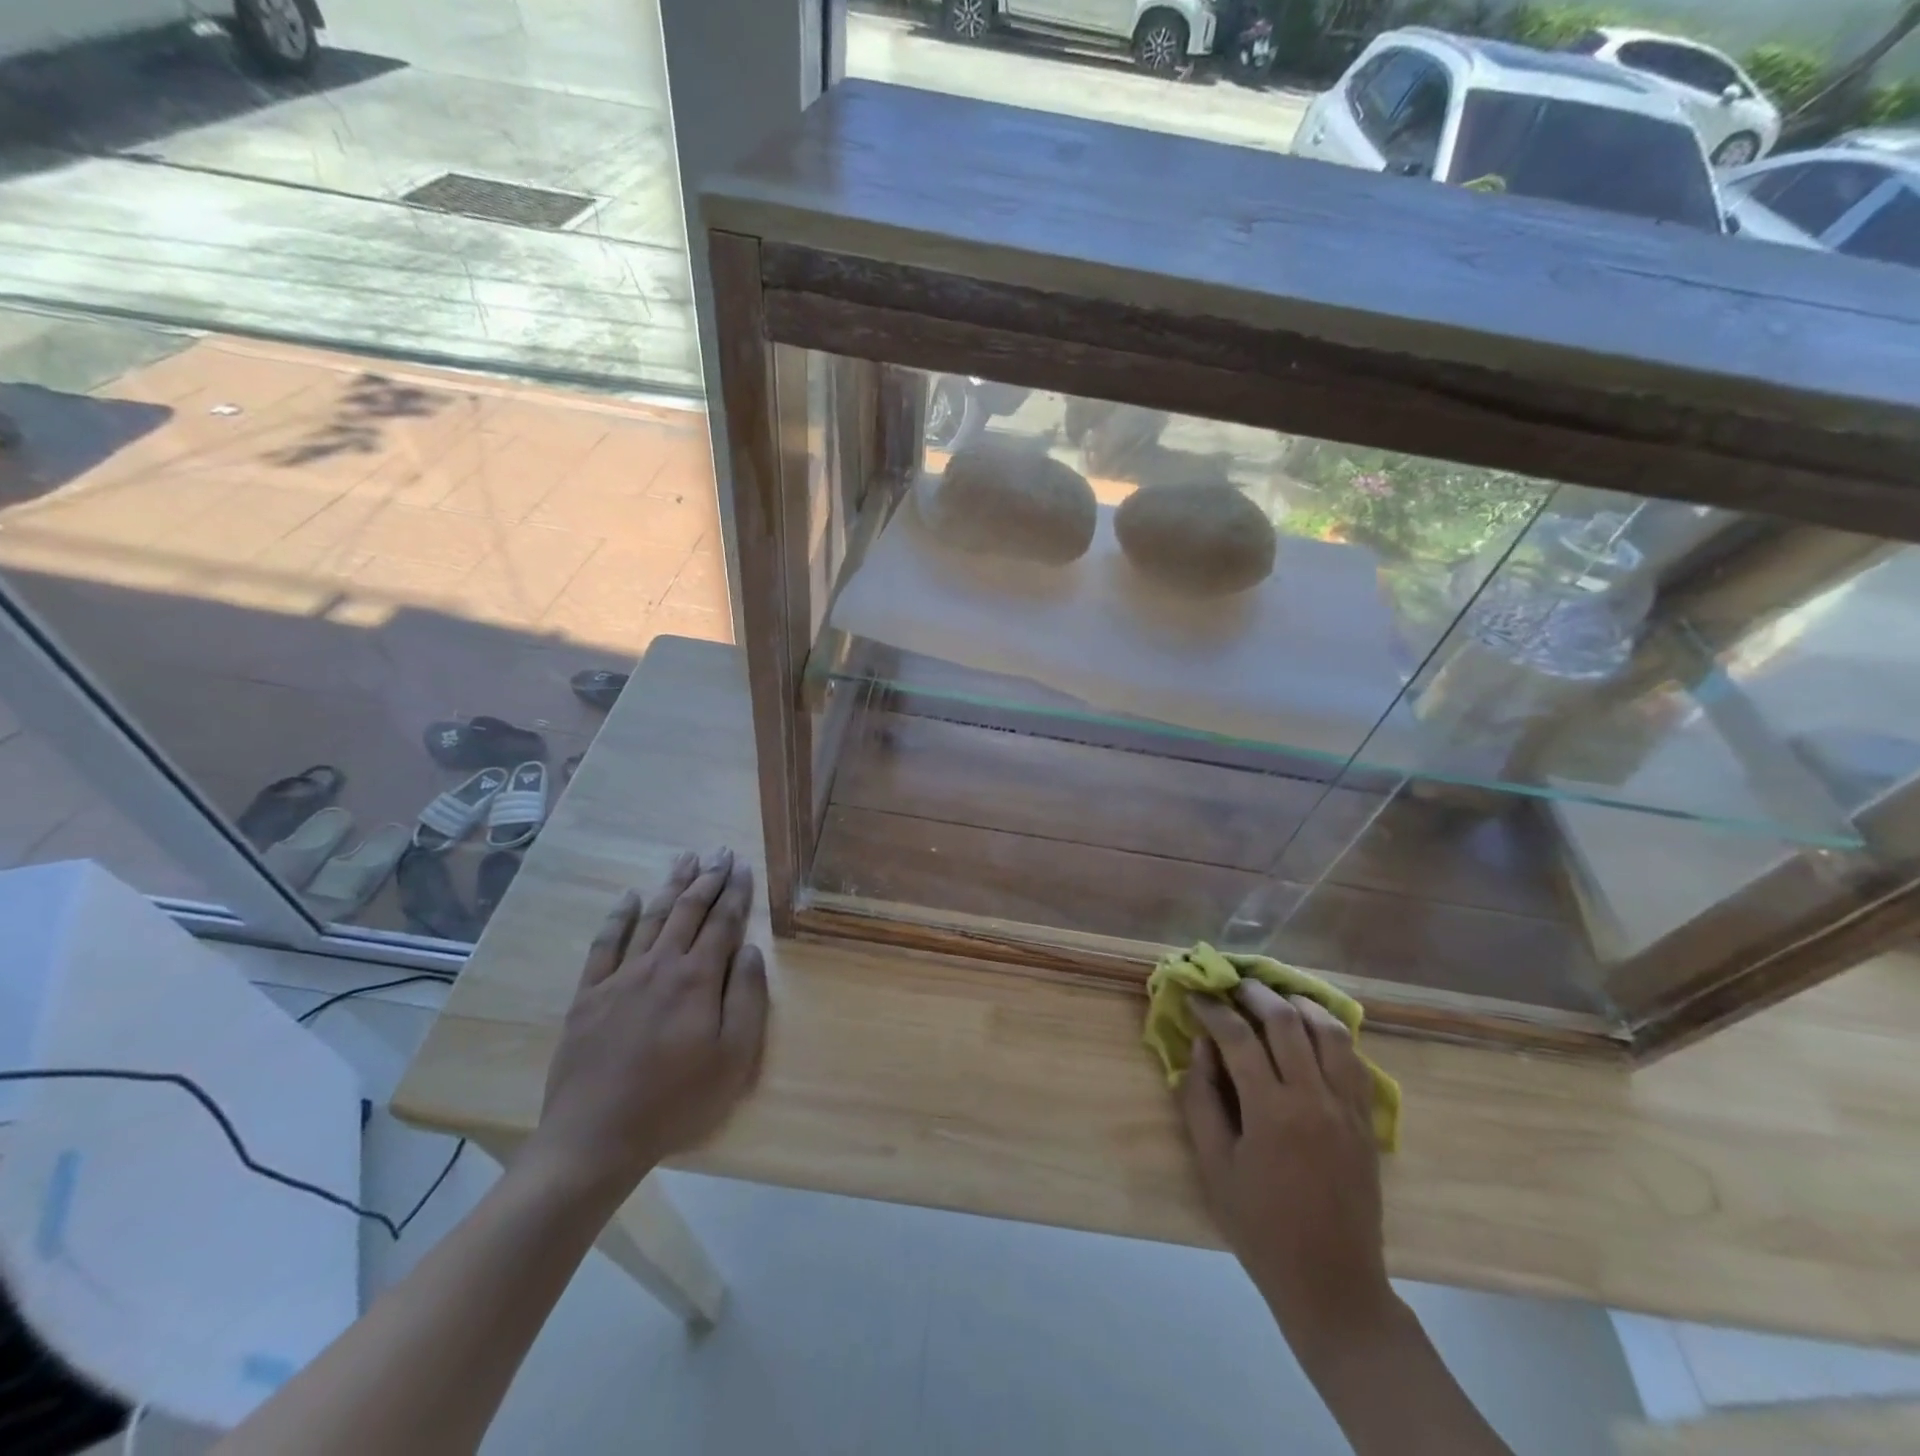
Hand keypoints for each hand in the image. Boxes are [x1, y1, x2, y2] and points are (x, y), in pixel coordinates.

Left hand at [523, 848, 768, 1207]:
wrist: (596, 1138)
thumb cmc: (676, 1101)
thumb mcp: (733, 1058)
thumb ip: (747, 998)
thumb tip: (751, 950)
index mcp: (697, 979)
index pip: (722, 923)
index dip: (735, 893)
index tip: (743, 866)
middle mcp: (660, 965)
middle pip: (688, 911)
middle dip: (707, 878)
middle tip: (720, 851)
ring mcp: (620, 977)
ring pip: (651, 918)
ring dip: (671, 886)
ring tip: (685, 858)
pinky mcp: (589, 995)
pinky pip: (605, 944)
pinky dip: (619, 917)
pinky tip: (630, 897)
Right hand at [1179, 983, 1393, 1360]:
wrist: (1331, 1283)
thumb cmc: (1260, 1227)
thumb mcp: (1214, 1166)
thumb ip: (1201, 1099)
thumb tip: (1200, 1046)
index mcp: (1271, 1111)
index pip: (1238, 1037)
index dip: (1213, 1010)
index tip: (1196, 996)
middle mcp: (1314, 1098)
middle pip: (1286, 1021)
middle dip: (1255, 994)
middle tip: (1233, 984)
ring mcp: (1347, 1108)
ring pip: (1330, 1031)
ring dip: (1300, 1004)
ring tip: (1276, 996)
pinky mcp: (1367, 1121)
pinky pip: (1354, 1060)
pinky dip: (1332, 1034)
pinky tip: (1313, 1031)